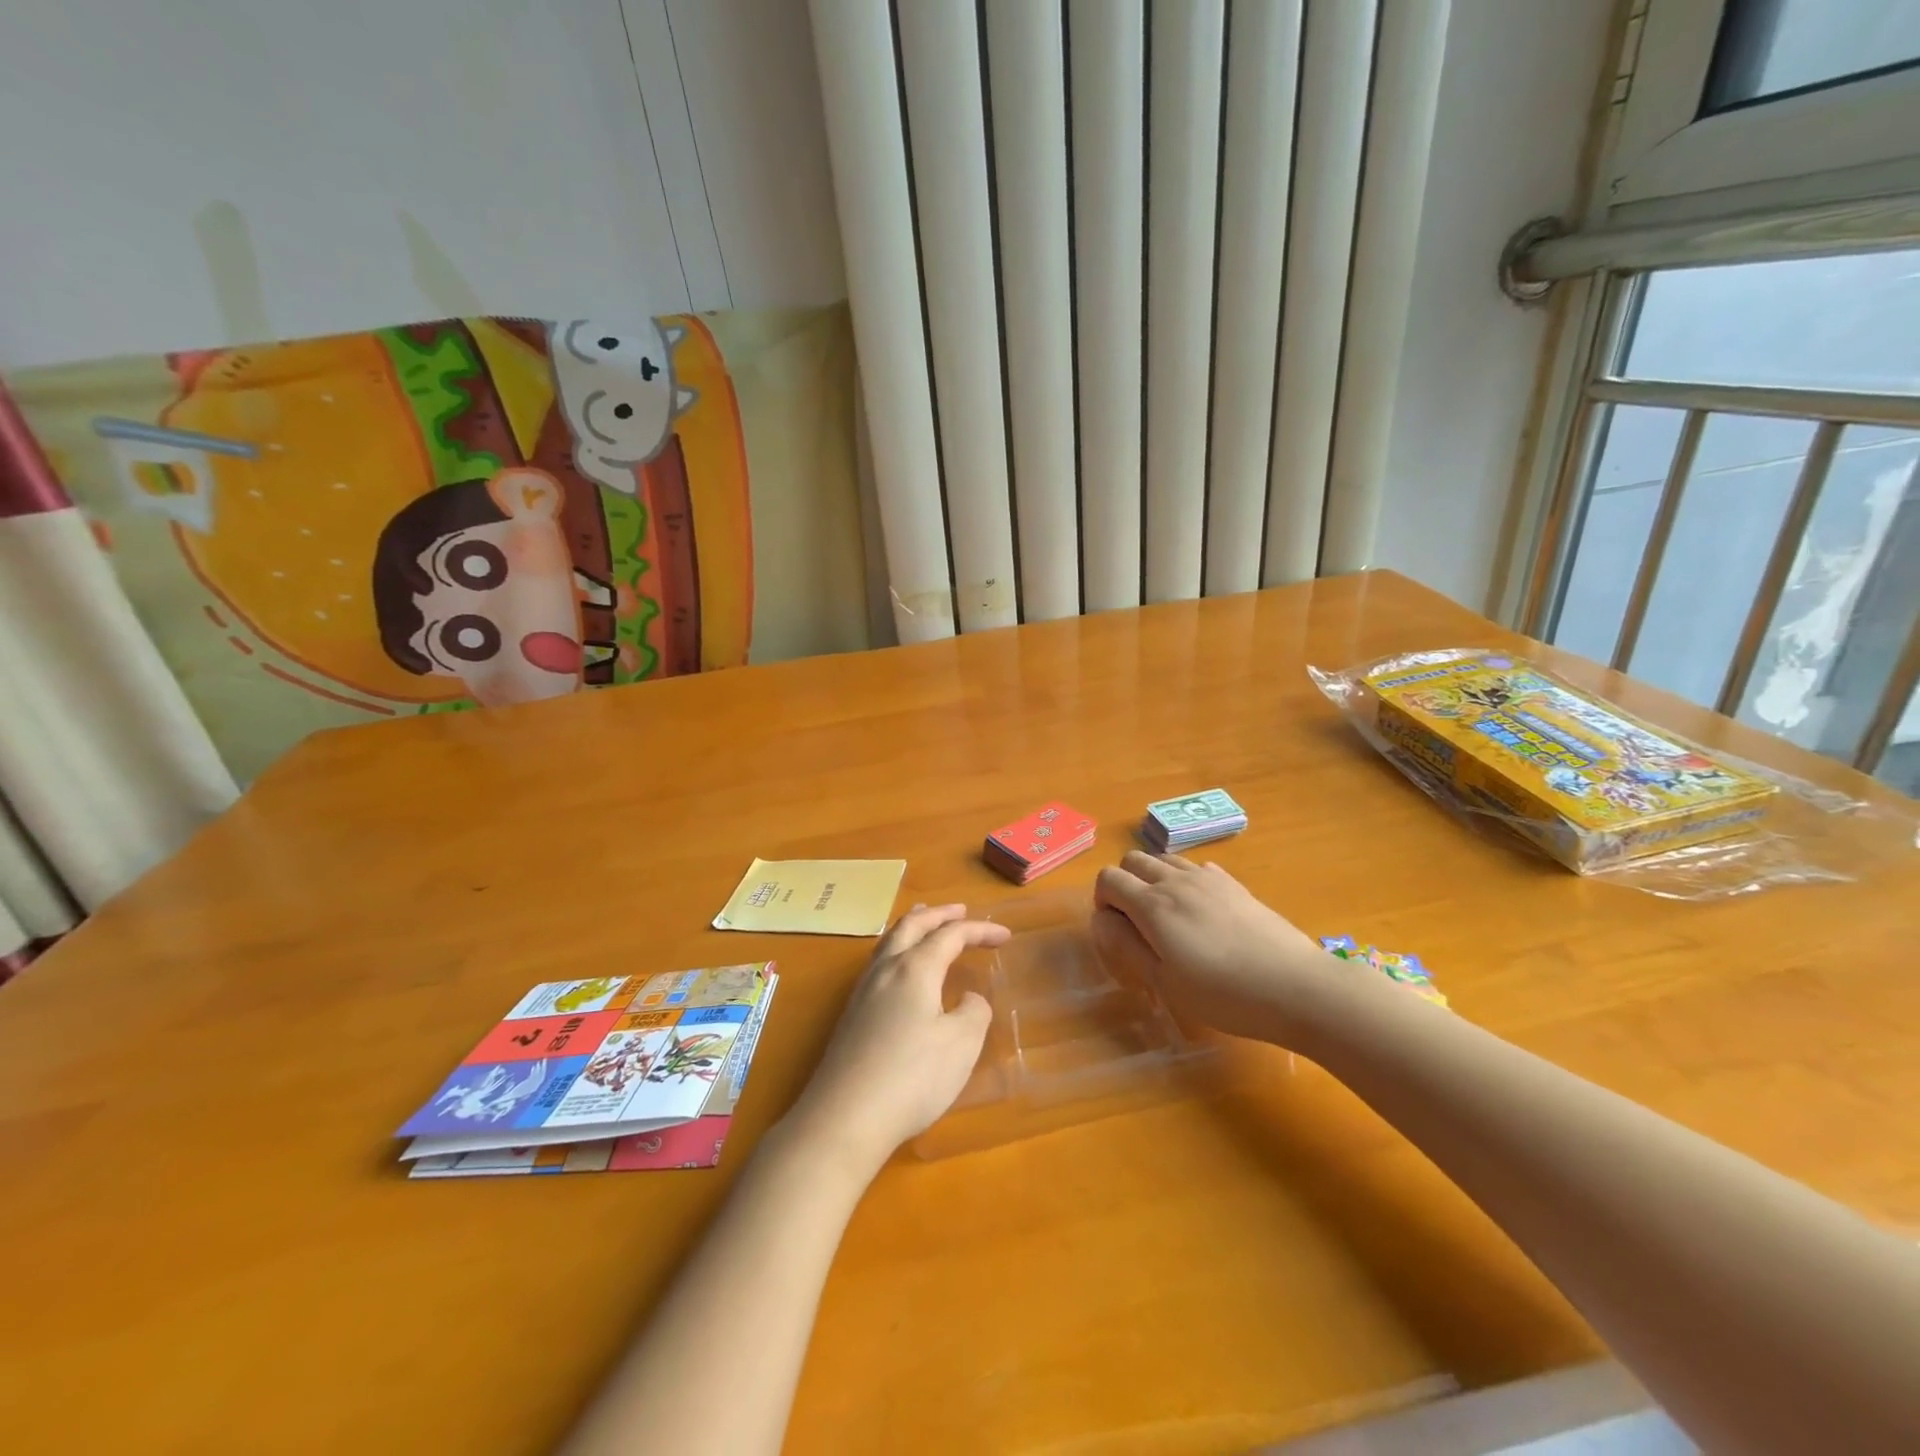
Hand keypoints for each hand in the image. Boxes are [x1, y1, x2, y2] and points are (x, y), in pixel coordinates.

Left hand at [783, 904, 1009, 1176]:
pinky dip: (897, 951)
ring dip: (912, 927)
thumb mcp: (961, 1045)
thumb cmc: (912, 1077)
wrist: (845, 1117)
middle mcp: (886, 970)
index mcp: (915, 968)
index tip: (1004, 935)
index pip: (950, 935)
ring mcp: (862, 992)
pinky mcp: (850, 1016)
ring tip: (925, 922)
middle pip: (911, 926)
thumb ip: (973, 1013)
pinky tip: (900, 970)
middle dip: (939, 915)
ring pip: (888, 942)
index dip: (979, 930)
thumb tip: (967, 999)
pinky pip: (878, 964)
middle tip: (960, 910)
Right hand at [1093, 852, 1330, 1044]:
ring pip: (1164, 859)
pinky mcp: (1234, 884)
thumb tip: (1101, 920)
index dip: (1103, 901)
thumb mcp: (1164, 981)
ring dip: (1153, 879)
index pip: (1108, 878)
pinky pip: (1196, 867)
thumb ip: (1126, 946)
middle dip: (1124, 884)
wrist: (1295, 986)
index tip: (1116, 931)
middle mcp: (1176, 881)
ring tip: (1168, 917)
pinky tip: (1201, 913)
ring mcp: (1208, 878)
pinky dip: (1185, 880)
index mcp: (1152, 904)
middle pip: (1133, 860)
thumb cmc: (1223, 994)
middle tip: (1137, 923)